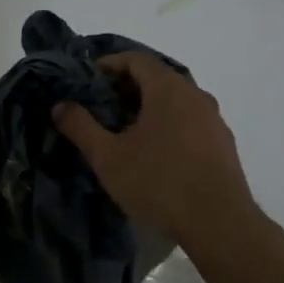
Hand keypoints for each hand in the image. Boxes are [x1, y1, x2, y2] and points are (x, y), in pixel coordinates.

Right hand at [52, 52, 254, 240]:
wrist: (219, 224)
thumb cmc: (159, 182)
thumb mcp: (108, 157)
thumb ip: (81, 127)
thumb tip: (60, 105)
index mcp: (168, 88)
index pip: (136, 59)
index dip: (109, 64)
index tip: (88, 80)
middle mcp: (195, 95)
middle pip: (157, 77)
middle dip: (127, 87)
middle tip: (101, 106)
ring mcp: (214, 119)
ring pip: (176, 100)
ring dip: (149, 107)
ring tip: (125, 130)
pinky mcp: (223, 144)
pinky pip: (190, 121)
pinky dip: (169, 124)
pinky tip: (155, 152)